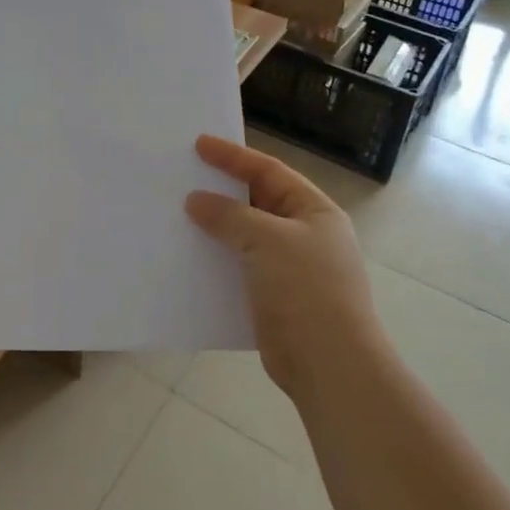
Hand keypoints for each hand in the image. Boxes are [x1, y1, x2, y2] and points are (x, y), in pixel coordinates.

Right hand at [184, 135, 380, 398]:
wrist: (329, 365)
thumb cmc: (306, 290)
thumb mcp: (267, 240)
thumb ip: (229, 216)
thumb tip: (196, 201)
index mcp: (314, 211)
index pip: (268, 171)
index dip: (233, 156)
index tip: (198, 145)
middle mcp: (305, 234)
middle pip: (257, 201)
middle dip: (222, 190)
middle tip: (185, 177)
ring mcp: (291, 268)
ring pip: (246, 236)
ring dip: (216, 227)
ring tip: (179, 215)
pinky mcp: (274, 297)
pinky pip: (240, 267)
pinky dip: (217, 259)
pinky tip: (191, 257)